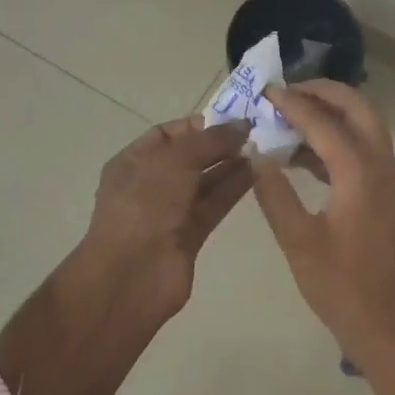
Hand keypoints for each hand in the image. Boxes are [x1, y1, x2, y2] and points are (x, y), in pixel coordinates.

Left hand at [80, 117, 252, 317]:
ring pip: (206, 181)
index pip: (167, 134)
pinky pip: (215, 204)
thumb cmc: (145, 205)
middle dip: (219, 144)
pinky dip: (234, 189)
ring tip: (263, 149)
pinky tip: (258, 173)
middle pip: (190, 157)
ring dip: (231, 165)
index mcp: (133, 161)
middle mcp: (150, 184)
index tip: (231, 120)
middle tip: (255, 133)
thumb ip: (210, 140)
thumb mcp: (175, 160)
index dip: (198, 125)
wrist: (132, 275)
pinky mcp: (191, 235)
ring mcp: (171, 211)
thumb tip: (242, 125)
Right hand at [249, 82, 394, 394]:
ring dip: (332, 115)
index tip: (266, 91)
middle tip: (287, 93)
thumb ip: (274, 193)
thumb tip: (256, 155)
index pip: (323, 121)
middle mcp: (381, 165)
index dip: (292, 103)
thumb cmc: (341, 287)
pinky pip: (364, 151)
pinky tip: (303, 155)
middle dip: (323, 93)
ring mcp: (389, 179)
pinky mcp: (387, 195)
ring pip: (364, 127)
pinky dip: (337, 141)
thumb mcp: (297, 241)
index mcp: (359, 172)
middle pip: (358, 108)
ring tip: (289, 117)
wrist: (389, 328)